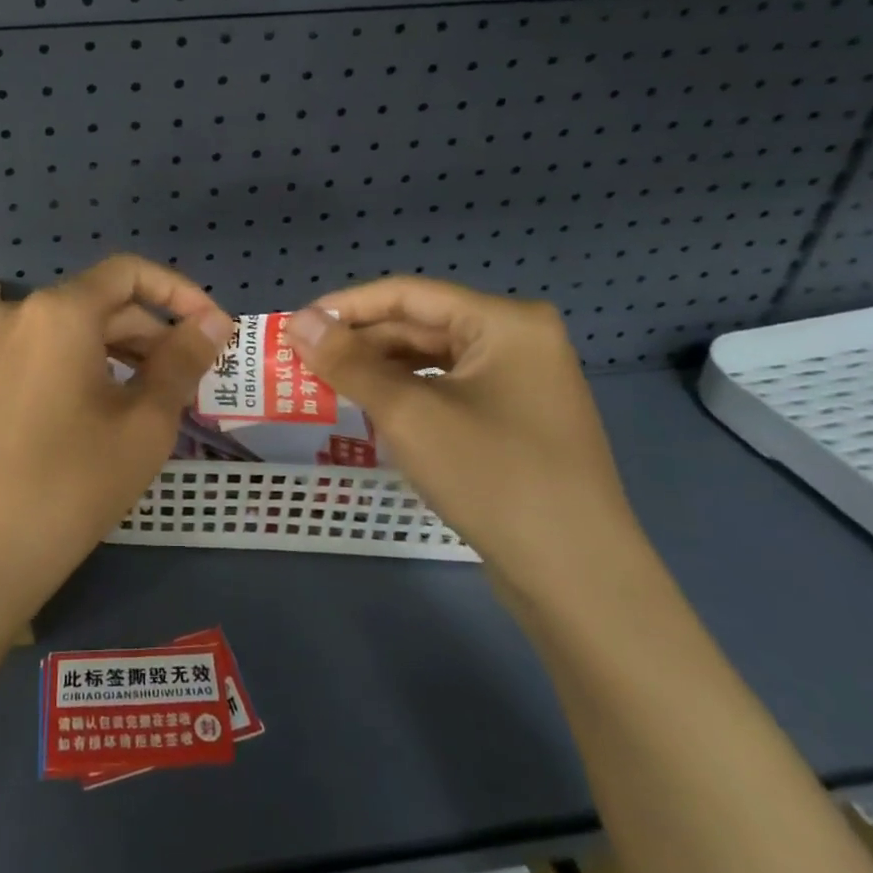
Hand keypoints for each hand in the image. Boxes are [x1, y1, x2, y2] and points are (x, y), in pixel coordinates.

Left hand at [0, 256, 234, 634]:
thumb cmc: (71, 486)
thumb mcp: (144, 425)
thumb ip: (182, 361)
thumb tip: (213, 322)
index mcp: (58, 313)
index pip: (128, 273)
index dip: (178, 292)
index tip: (209, 329)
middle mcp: (11, 317)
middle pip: (93, 306)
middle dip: (145, 334)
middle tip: (183, 379)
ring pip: (58, 336)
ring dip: (107, 356)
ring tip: (138, 403)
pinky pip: (26, 363)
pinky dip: (64, 375)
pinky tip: (78, 424)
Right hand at [283, 279, 646, 605]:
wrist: (577, 577)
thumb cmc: (492, 476)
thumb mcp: (409, 413)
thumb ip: (349, 362)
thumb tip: (298, 322)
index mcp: (505, 322)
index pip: (408, 294)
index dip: (346, 306)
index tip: (294, 326)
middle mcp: (518, 340)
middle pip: (421, 325)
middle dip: (360, 343)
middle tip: (302, 361)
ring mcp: (521, 383)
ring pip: (432, 360)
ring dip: (378, 370)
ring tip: (327, 385)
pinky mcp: (516, 421)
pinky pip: (448, 391)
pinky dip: (407, 396)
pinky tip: (373, 411)